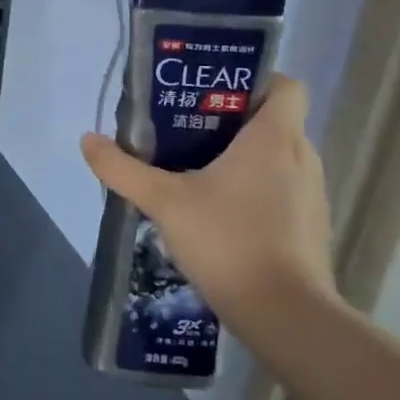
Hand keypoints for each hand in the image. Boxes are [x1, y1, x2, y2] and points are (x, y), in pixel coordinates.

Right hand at [80, 75, 335, 335]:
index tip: (212, 94)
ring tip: (196, 171)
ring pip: (278, 157)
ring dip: (243, 157)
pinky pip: (282, 189)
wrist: (286, 318)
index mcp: (273, 139)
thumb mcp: (164, 202)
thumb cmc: (229, 241)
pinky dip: (255, 189)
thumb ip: (123, 169)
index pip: (285, 85)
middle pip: (274, 120)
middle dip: (232, 120)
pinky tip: (218, 212)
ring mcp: (311, 195)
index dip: (252, 81)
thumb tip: (88, 140)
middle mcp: (301, 158)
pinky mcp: (310, 227)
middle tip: (186, 129)